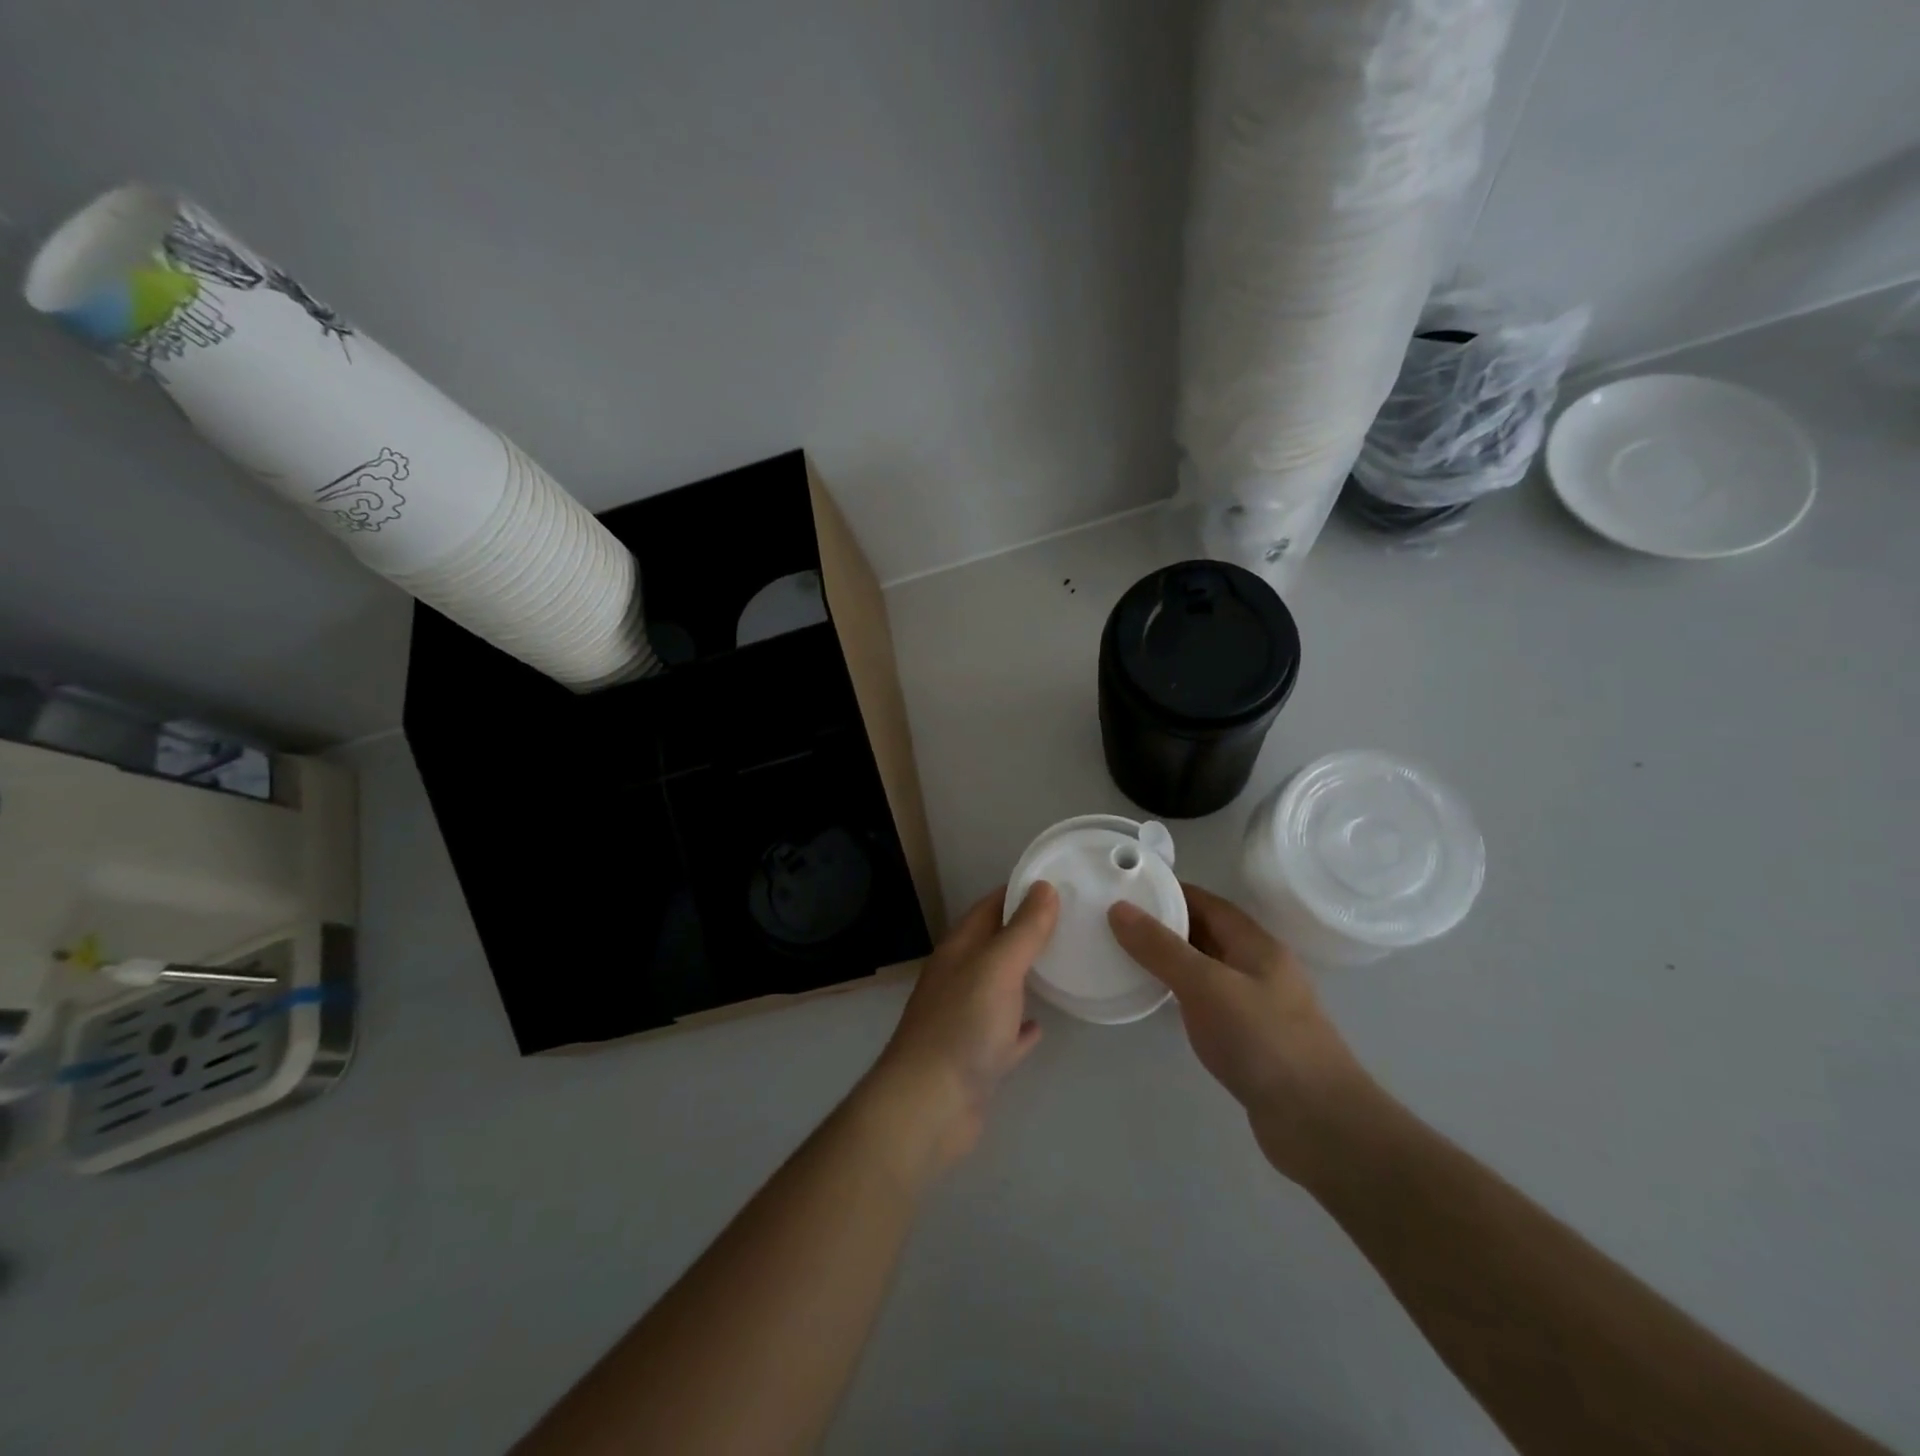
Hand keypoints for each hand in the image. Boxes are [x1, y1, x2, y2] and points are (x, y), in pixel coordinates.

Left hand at [864, 883, 1058, 1174]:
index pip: (989, 907)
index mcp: (959, 950)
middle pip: (995, 945)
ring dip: (1025, 976)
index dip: (1019, 892)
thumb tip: (1043, 886)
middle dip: (1027, 932)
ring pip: (1000, 987)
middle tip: (1071, 922)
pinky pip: (1003, 1033)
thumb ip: (1022, 929)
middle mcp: (959, 979)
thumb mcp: (997, 967)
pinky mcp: (976, 1058)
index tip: (1057, 883)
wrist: (929, 1105)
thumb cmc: (963, 1025)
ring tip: (1063, 965)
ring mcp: (965, 1020)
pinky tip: (1041, 1025)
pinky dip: (1021, 1026)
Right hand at [1109, 883, 1371, 1187]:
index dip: (1167, 891)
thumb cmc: (1263, 1041)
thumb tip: (1119, 909)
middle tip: (1115, 922)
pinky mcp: (1251, 1039)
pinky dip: (1181, 994)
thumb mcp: (1206, 985)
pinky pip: (1208, 1002)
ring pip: (1206, 969)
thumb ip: (1161, 948)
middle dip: (1164, 924)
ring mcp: (1257, 1005)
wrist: (1320, 1123)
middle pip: (1206, 933)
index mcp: (1256, 944)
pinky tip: (1157, 1002)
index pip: (1206, 902)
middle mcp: (1259, 967)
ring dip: (1170, 960)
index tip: (1125, 887)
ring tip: (1125, 956)